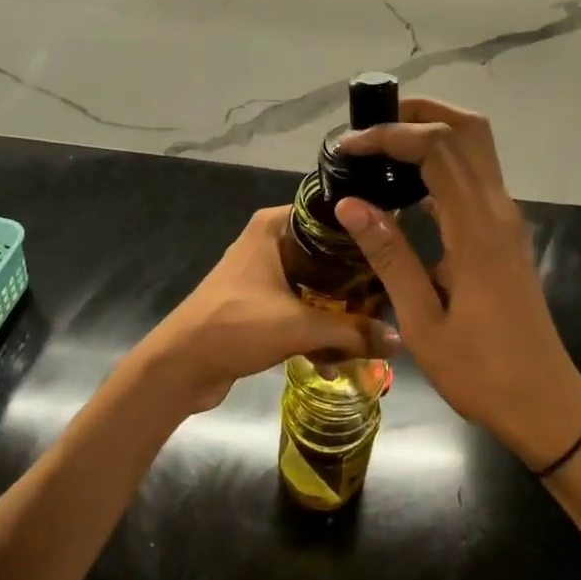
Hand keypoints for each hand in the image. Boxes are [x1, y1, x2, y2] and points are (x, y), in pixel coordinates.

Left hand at [136, 206, 399, 415]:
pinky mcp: (259, 303)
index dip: (361, 229)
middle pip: (325, 251)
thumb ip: (351, 331)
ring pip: (314, 282)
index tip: (394, 247)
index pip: (328, 213)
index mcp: (274, 226)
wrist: (180, 366)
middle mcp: (270, 241)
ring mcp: (263, 273)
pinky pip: (299, 306)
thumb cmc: (236, 325)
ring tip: (372, 331)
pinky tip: (338, 361)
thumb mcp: (299, 326)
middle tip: (392, 294)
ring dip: (337, 308)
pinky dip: (316, 327)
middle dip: (356, 277)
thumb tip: (400, 340)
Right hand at [335, 99, 580, 469]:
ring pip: (476, 146)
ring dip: (433, 129)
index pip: (436, 148)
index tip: (347, 147)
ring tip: (383, 145)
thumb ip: (389, 256)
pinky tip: (407, 183)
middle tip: (370, 125)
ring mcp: (506, 217)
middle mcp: (497, 209)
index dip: (389, 135)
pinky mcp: (505, 230)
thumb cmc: (481, 371)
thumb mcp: (423, 322)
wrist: (545, 402)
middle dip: (418, 112)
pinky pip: (476, 173)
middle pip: (466, 129)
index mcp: (476, 228)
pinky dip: (443, 159)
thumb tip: (349, 202)